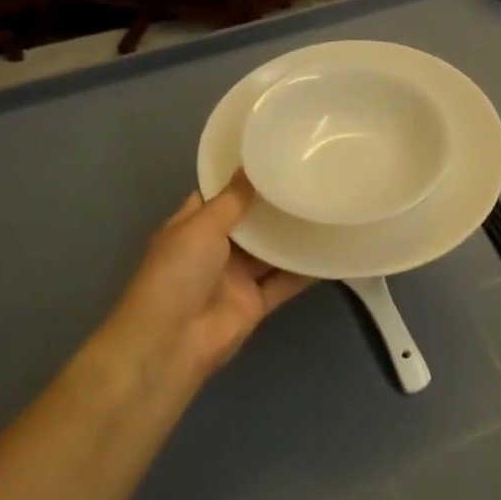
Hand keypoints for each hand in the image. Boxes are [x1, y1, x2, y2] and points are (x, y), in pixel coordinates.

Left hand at [91, 178, 309, 392]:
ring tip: (326, 207)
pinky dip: (305, 271)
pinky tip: (329, 251)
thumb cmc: (177, 274)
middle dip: (275, 205)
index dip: (243, 178)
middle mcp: (215, 249)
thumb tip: (252, 167)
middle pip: (250, 222)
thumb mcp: (200, 227)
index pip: (220, 195)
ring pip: (270, 252)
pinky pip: (284, 282)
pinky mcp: (255, 303)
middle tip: (311, 178)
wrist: (171, 342)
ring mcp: (236, 277)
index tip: (275, 157)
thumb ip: (232, 200)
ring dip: (293, 235)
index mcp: (193, 226)